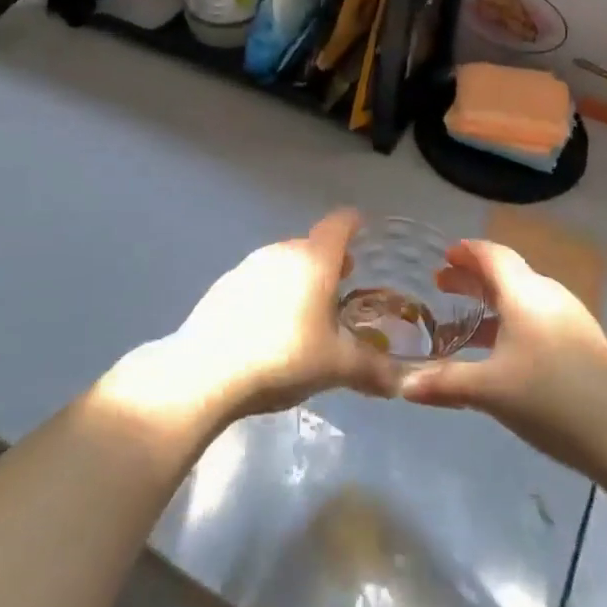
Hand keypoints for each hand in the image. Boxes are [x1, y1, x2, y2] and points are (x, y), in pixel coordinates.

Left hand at [140, 209, 402, 427]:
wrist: (206, 373)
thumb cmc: (283, 358)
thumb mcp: (336, 367)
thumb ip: (372, 369)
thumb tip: (400, 383)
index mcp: (313, 259)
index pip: (339, 224)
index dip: (354, 224)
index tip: (364, 229)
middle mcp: (280, 252)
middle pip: (311, 246)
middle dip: (329, 262)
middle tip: (344, 286)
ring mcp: (247, 267)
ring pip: (283, 263)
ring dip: (299, 279)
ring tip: (309, 313)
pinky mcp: (223, 287)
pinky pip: (258, 281)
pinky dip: (272, 294)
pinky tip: (270, 329)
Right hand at [399, 239, 606, 480]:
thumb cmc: (551, 400)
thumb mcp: (490, 390)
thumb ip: (444, 383)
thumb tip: (401, 385)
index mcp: (525, 294)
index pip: (492, 255)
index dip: (466, 252)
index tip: (443, 256)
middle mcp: (548, 295)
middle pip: (506, 273)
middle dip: (472, 277)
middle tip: (441, 285)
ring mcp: (570, 318)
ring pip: (523, 297)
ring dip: (491, 302)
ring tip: (464, 321)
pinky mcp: (583, 343)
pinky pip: (538, 316)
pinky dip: (512, 320)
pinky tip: (501, 351)